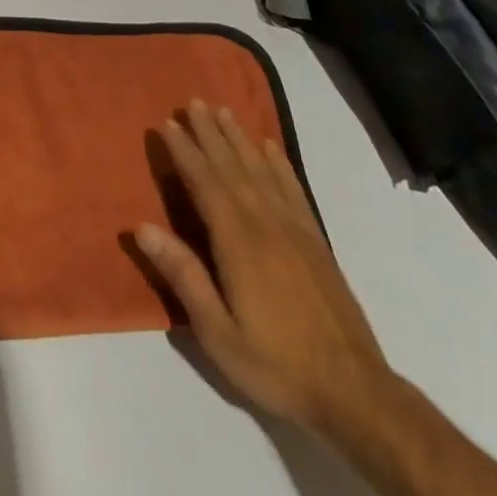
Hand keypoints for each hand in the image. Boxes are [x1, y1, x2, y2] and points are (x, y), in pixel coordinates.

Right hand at [134, 101, 396, 436]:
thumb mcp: (218, 333)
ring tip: (223, 111)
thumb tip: (142, 227)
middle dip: (210, 133)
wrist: (354, 393)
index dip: (185, 152)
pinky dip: (278, 163)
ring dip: (240, 138)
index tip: (168, 123)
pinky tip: (269, 148)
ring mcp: (295, 229)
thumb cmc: (276, 364)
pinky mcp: (316, 240)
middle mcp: (265, 223)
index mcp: (238, 242)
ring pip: (261, 170)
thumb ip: (183, 276)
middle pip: (232, 167)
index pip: (205, 183)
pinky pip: (293, 189)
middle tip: (193, 102)